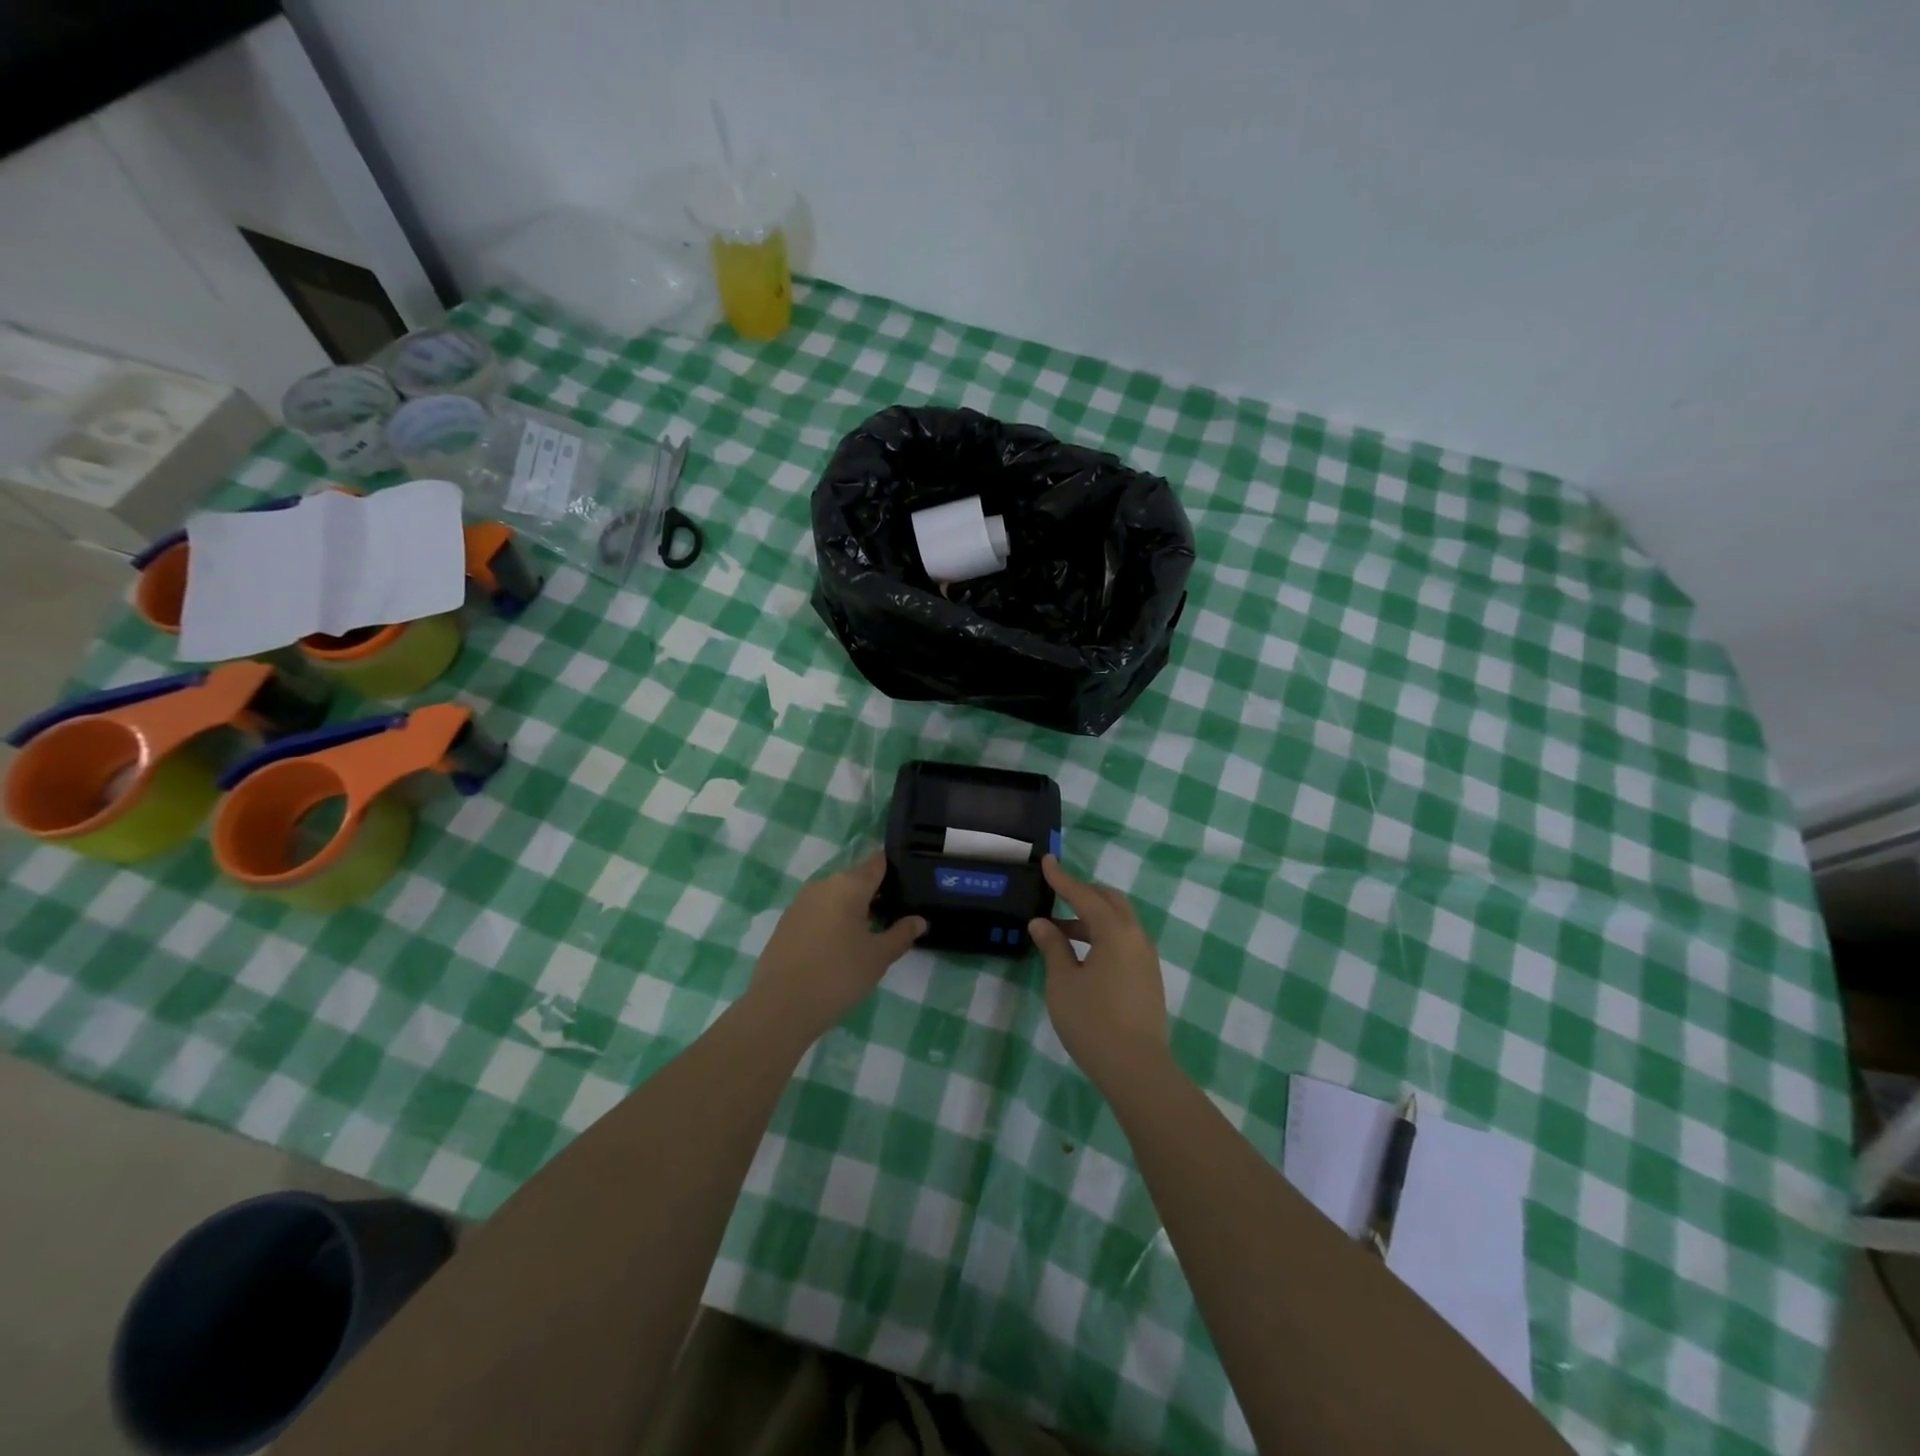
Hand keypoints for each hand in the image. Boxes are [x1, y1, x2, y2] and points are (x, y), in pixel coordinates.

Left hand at [748, 852, 925, 1039]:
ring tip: (869, 933)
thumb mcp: (878, 957)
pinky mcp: (786, 922)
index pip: (876, 863)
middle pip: (855, 879)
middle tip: (893, 915)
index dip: (893, 868)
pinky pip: (817, 911)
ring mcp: (800, 902)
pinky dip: (832, 920)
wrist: (780, 1007)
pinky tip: (839, 945)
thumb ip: (901, 934)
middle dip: (874, 893)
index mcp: (849, 885)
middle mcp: (823, 885)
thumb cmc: (838, 975)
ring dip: (852, 908)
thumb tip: (919, 920)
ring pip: (835, 896)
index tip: (908, 881)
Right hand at [1028, 856, 1169, 1086]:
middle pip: (1109, 901)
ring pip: (1119, 922)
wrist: (1137, 1069)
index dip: (1062, 878)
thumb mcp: (1063, 983)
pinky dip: (1102, 935)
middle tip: (1056, 895)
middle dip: (1083, 893)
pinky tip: (1083, 954)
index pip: (1084, 894)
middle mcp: (1136, 937)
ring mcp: (1146, 958)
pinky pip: (1124, 941)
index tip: (1047, 861)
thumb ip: (1053, 947)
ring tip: (1060, 931)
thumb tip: (1042, 923)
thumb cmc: (1093, 1022)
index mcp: (1115, 931)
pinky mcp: (1148, 977)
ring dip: (1091, 918)